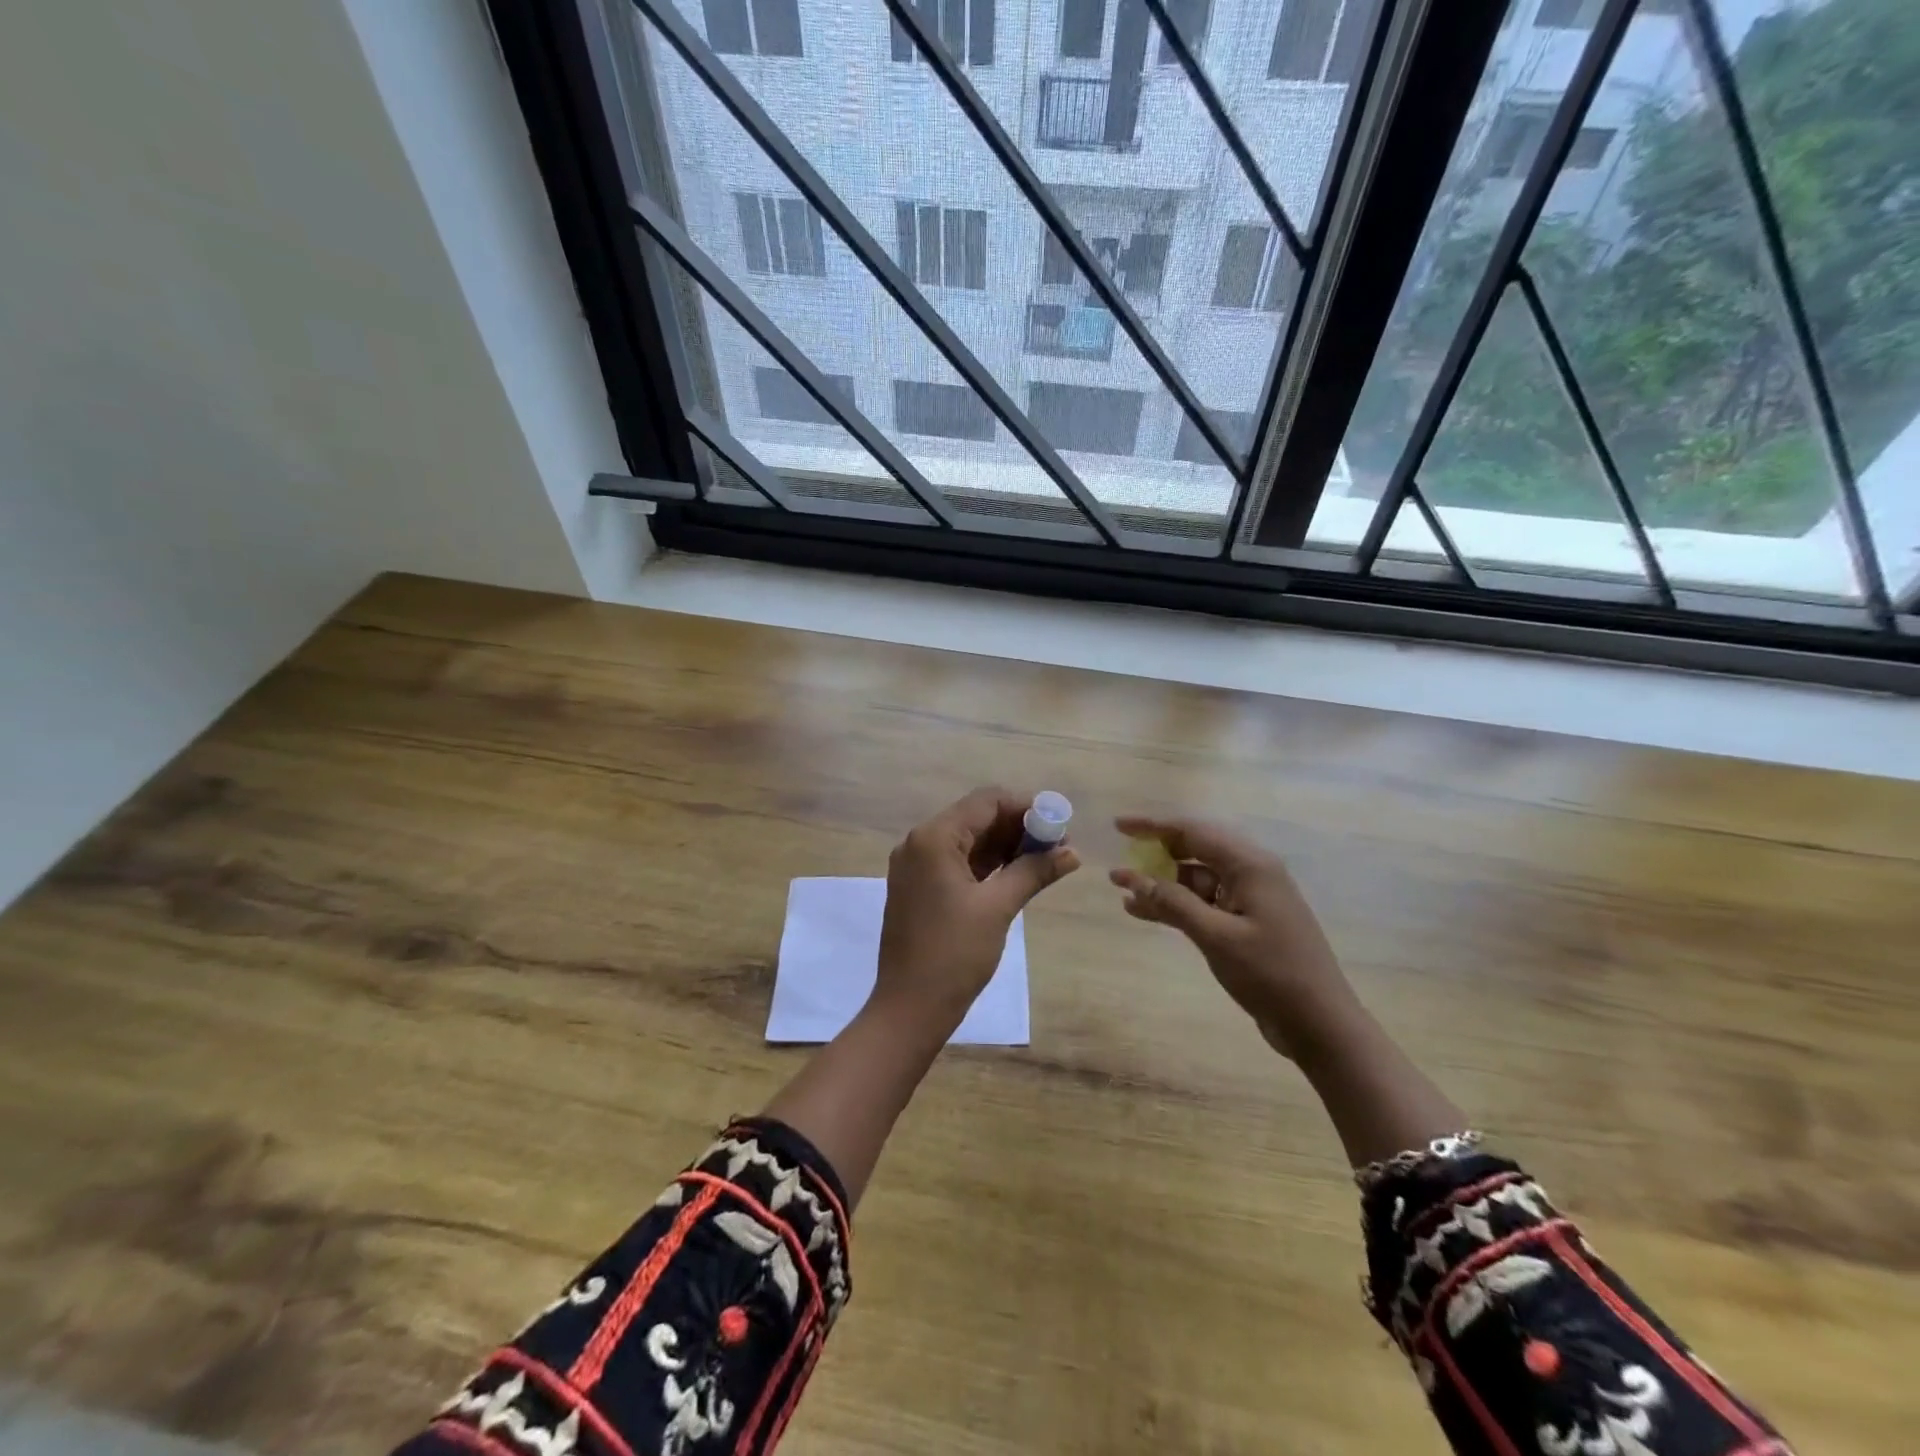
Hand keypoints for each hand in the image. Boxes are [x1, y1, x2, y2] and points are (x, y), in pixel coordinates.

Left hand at [875, 787, 1079, 1026]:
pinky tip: (1019, 874)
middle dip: (1018, 827)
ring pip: (969, 841)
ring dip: (1006, 846)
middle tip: (1059, 845)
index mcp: (934, 838)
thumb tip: (1073, 852)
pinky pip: (958, 863)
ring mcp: (917, 866)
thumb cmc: (954, 953)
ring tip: (1046, 860)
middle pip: (977, 818)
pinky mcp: (920, 888)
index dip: (1025, 807)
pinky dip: (988, 865)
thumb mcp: (998, 907)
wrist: (909, 1008)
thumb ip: (1034, 871)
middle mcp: (920, 843)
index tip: (1059, 824)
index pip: (986, 801)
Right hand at [1109, 816, 1359, 1062]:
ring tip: (1122, 891)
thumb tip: (1131, 878)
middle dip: (1155, 852)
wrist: (1320, 1025)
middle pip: (1195, 849)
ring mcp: (1250, 898)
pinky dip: (1176, 905)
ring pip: (1196, 879)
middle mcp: (1251, 872)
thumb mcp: (1216, 937)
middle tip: (1120, 856)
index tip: (1118, 826)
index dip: (1152, 826)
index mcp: (1250, 865)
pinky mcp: (1247, 923)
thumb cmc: (1271, 974)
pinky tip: (1143, 912)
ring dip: (1161, 883)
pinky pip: (1204, 903)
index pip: (1193, 831)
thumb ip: (1173, 903)